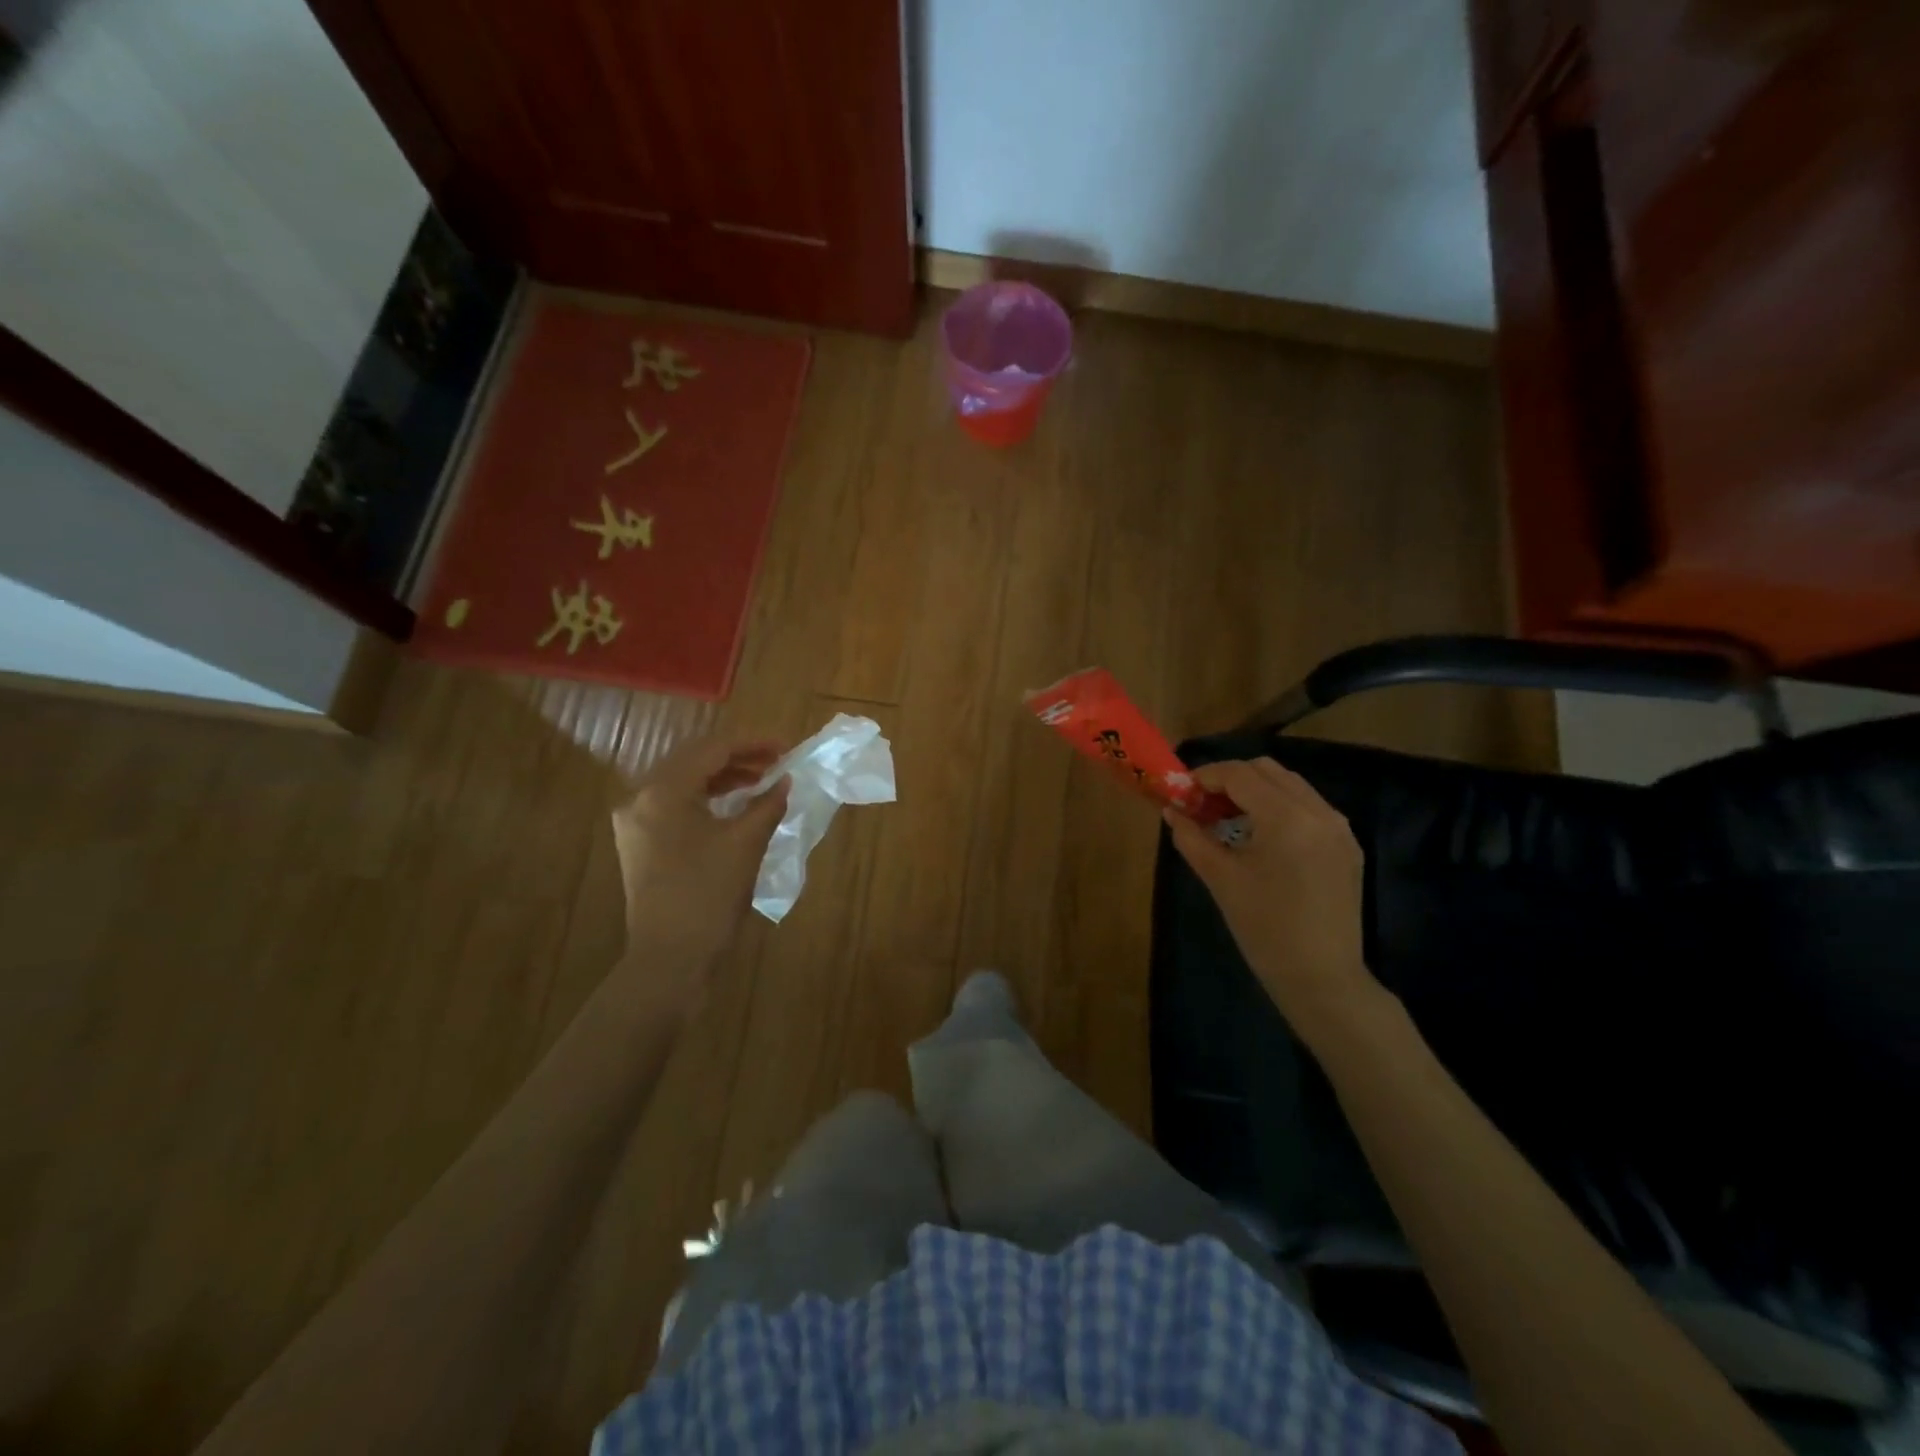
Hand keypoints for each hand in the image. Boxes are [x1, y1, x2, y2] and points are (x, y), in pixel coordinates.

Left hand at [610, 735, 788, 997]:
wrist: (670, 958)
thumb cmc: (708, 895)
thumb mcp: (746, 844)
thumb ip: (767, 804)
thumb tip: (785, 781)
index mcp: (662, 791)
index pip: (712, 749)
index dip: (753, 743)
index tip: (787, 747)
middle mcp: (640, 797)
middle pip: (693, 760)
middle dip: (738, 757)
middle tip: (776, 762)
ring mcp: (636, 822)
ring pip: (684, 782)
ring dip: (723, 777)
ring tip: (761, 781)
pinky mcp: (640, 842)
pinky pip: (676, 804)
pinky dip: (707, 798)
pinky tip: (734, 805)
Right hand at [1164, 759, 1375, 1035]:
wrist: (1322, 978)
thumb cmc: (1264, 929)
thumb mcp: (1220, 879)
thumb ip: (1191, 838)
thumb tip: (1171, 811)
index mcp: (1286, 818)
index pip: (1240, 774)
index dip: (1205, 776)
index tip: (1182, 792)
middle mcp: (1318, 812)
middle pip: (1267, 770)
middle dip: (1231, 779)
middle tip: (1203, 804)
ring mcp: (1339, 827)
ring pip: (1290, 785)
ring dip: (1256, 790)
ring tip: (1229, 818)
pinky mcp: (1347, 845)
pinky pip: (1309, 807)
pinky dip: (1279, 807)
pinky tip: (1260, 836)